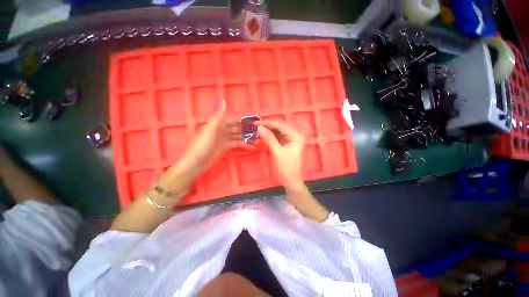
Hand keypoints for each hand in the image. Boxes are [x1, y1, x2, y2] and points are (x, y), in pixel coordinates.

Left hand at [182, 100, 253, 167]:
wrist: (197, 161)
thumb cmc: (203, 144)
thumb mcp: (211, 129)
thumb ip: (219, 116)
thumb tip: (224, 101)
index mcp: (219, 124)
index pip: (234, 120)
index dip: (244, 119)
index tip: (255, 120)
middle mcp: (223, 130)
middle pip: (238, 128)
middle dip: (248, 129)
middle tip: (260, 131)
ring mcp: (225, 139)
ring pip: (239, 136)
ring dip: (248, 137)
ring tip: (258, 139)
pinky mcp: (226, 146)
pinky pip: (237, 144)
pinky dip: (244, 145)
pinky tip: (252, 147)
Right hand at [257, 121, 304, 186]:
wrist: (290, 180)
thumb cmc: (286, 167)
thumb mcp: (277, 152)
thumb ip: (269, 138)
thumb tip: (259, 127)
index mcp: (296, 136)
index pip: (281, 126)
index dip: (268, 123)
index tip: (256, 122)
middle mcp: (295, 135)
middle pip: (279, 128)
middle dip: (268, 126)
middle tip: (255, 125)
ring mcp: (291, 140)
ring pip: (278, 132)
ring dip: (268, 131)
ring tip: (257, 129)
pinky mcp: (286, 144)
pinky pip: (277, 137)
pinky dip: (270, 136)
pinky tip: (263, 135)